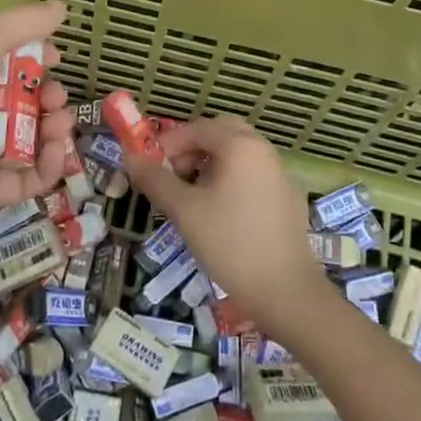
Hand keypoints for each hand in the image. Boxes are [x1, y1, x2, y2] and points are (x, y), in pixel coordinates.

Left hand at [0, 0, 75, 250]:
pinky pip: (23, 179)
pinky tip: (56, 153)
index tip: (57, 57)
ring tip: (60, 124)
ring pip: (24, 139)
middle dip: (46, 93)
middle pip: (17, 99)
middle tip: (56, 97)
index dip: (31, 55)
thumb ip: (23, 23)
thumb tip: (61, 8)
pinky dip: (46, 167)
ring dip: (52, 128)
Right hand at [125, 115, 328, 334]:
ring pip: (239, 154)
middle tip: (174, 175)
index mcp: (241, 145)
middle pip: (222, 133)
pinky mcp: (288, 199)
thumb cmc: (230, 244)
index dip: (168, 144)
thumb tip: (132, 159)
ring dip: (212, 163)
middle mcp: (264, 150)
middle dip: (193, 148)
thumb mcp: (185, 210)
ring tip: (193, 196)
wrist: (286, 292)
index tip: (150, 169)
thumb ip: (156, 180)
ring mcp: (280, 174)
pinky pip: (254, 175)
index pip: (197, 128)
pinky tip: (222, 213)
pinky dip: (233, 180)